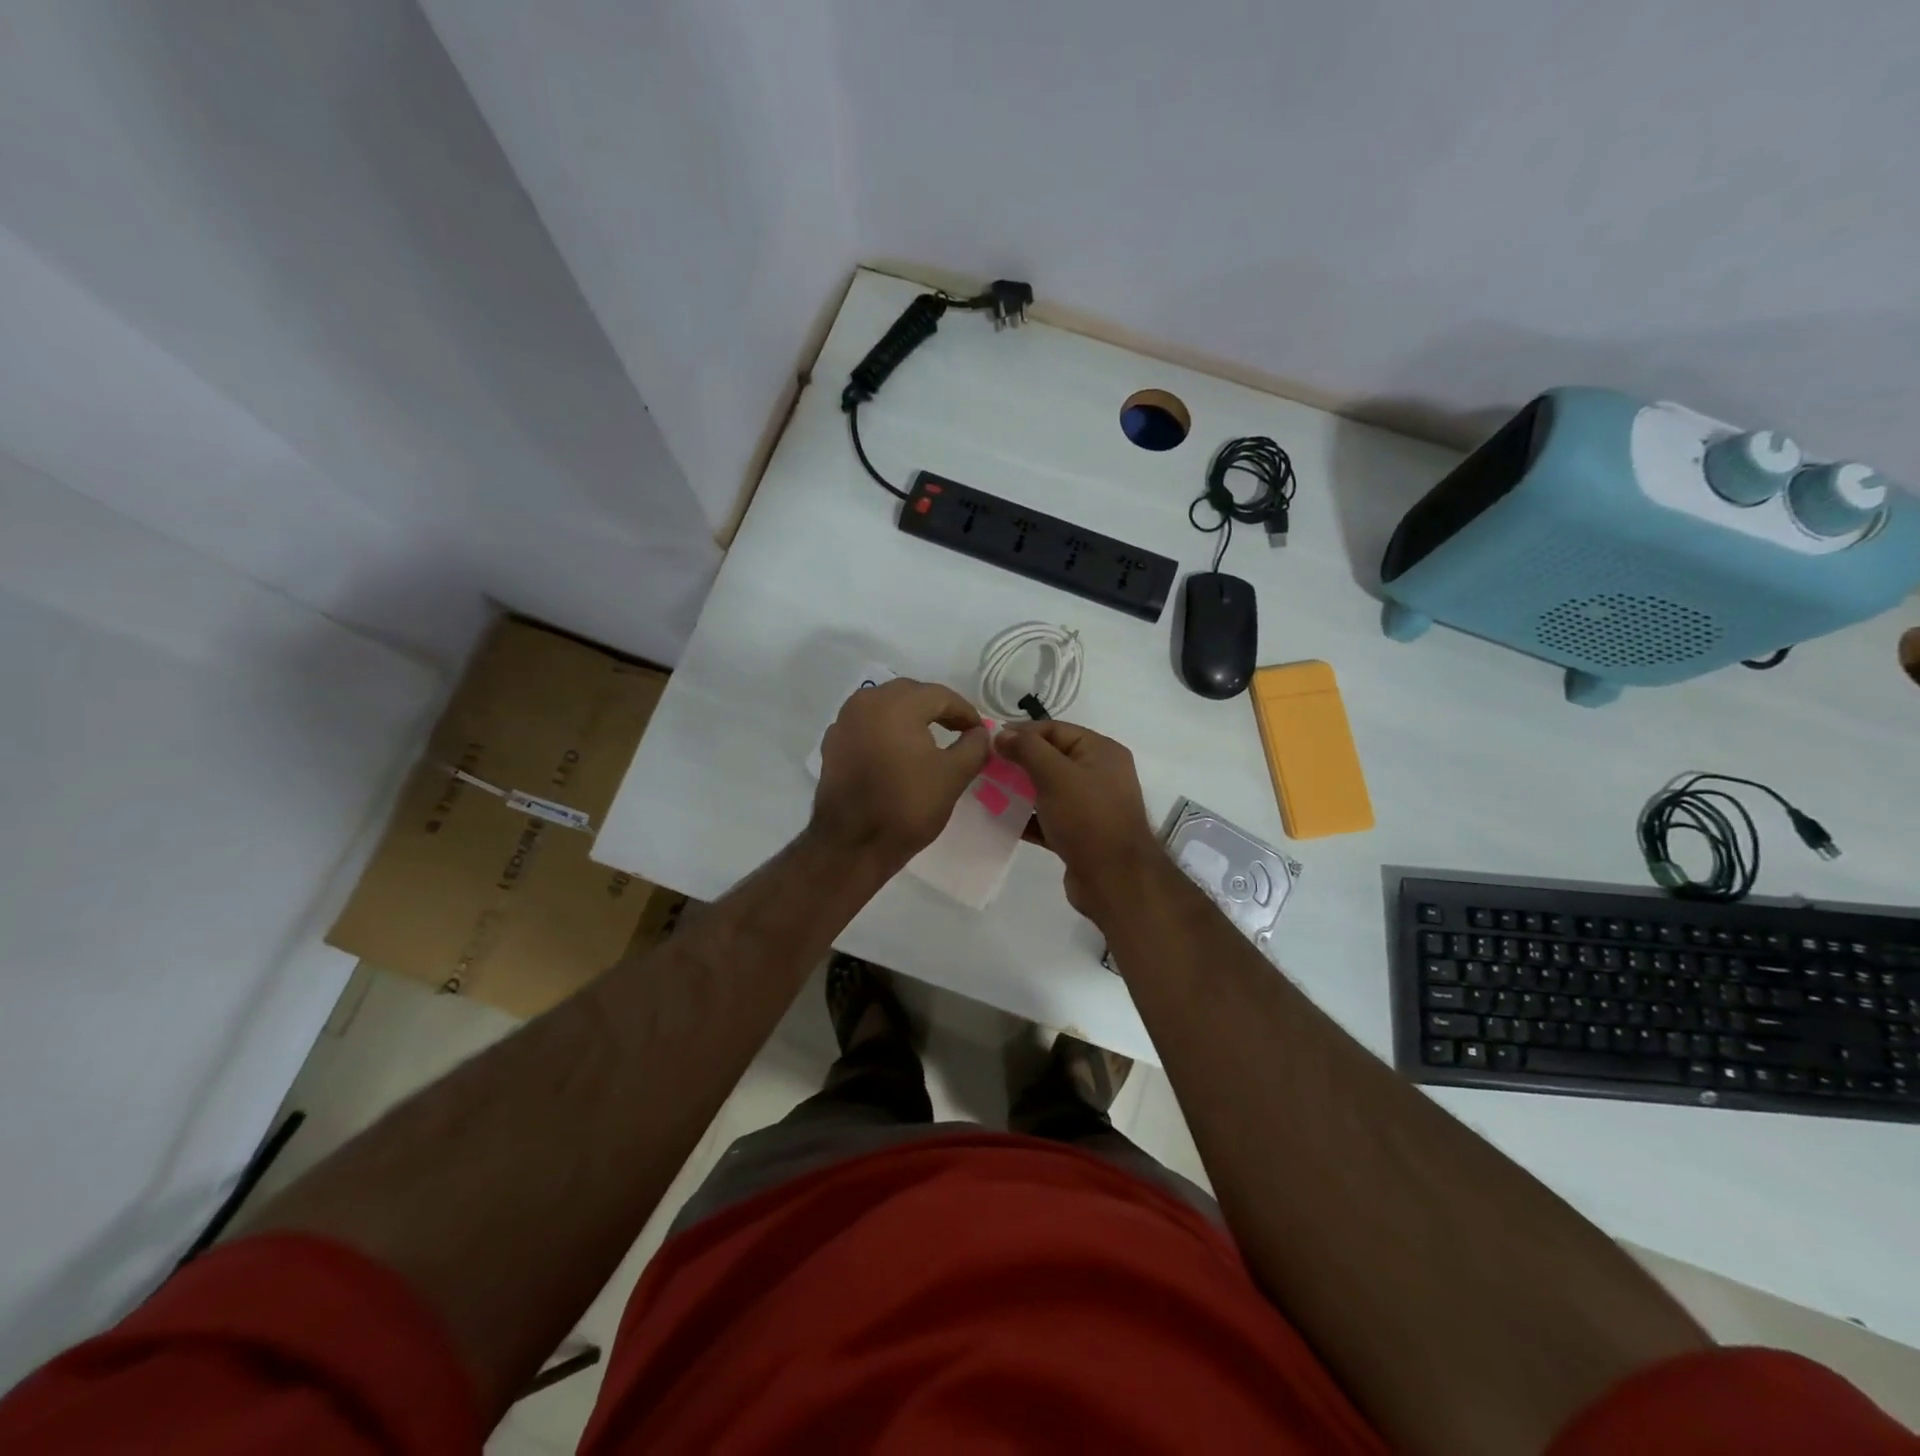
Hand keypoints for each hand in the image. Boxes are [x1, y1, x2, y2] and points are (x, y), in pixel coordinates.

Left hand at [812, 678, 988, 866]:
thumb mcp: (953, 776)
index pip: (940, 695)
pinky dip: (885, 731)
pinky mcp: (832, 744)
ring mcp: (844, 722)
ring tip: (928, 739)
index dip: (964, 712)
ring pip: (884, 706)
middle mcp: (865, 702)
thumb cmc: (907, 805)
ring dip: (909, 717)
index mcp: (896, 703)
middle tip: (958, 730)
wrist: (852, 844)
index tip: (979, 731)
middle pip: (910, 694)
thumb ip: (974, 746)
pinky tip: (897, 753)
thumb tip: (980, 733)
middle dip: (936, 709)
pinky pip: (866, 725)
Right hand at [993, 720, 1159, 919]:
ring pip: (1048, 789)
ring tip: (986, 792)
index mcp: (1101, 751)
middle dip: (1017, 762)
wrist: (1115, 880)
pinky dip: (1027, 816)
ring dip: (1019, 790)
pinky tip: (1000, 819)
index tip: (989, 742)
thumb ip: (1027, 749)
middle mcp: (1099, 774)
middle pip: (1051, 758)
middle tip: (984, 768)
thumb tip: (1001, 734)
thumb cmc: (1087, 818)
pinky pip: (1048, 817)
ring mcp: (1090, 806)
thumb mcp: (1055, 775)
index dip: (1021, 733)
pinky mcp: (1080, 834)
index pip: (1055, 729)